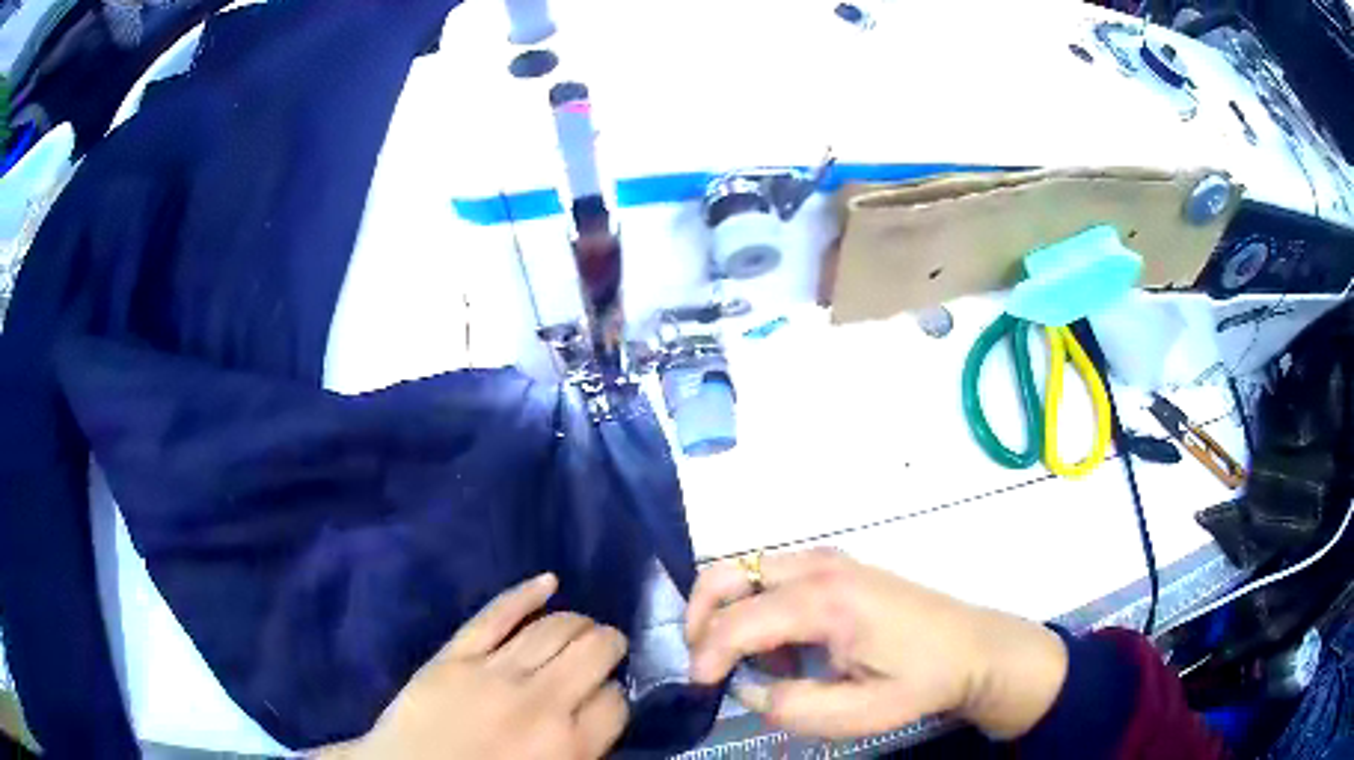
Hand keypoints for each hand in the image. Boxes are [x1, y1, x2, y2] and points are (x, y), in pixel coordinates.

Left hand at [320, 574, 628, 759]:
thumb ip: (582, 748)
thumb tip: (598, 713)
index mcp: (568, 745)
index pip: (615, 701)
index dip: (614, 694)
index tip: (604, 696)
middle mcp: (540, 702)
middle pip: (594, 651)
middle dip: (609, 644)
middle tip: (607, 649)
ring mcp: (493, 672)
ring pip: (554, 627)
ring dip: (578, 622)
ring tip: (582, 627)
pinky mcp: (455, 654)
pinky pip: (497, 614)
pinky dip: (526, 594)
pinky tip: (550, 581)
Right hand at [685, 549, 1066, 739]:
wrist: (974, 648)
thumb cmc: (922, 681)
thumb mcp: (860, 713)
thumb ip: (792, 707)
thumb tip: (747, 690)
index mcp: (827, 601)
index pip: (739, 621)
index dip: (707, 655)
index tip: (700, 689)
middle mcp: (820, 567)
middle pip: (729, 574)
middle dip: (700, 618)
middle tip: (705, 663)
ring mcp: (829, 560)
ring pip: (747, 569)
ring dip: (730, 611)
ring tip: (753, 662)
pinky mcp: (838, 566)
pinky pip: (773, 575)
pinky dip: (757, 605)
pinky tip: (784, 646)